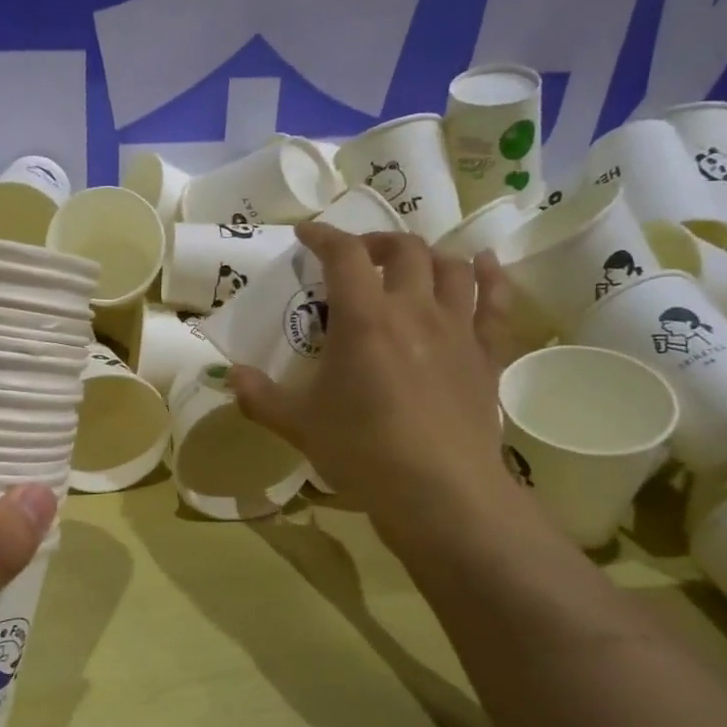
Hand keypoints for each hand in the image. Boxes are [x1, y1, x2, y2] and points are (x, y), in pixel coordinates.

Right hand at [229, 227, 521, 552]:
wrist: (440, 492)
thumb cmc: (363, 452)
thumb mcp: (299, 425)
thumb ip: (260, 397)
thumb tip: (229, 376)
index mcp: (365, 319)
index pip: (344, 255)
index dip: (325, 236)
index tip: (308, 234)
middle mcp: (415, 310)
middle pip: (404, 250)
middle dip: (377, 243)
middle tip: (359, 257)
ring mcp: (458, 329)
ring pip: (451, 267)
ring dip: (428, 256)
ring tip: (412, 264)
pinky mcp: (488, 355)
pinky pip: (497, 302)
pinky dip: (490, 276)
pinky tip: (483, 264)